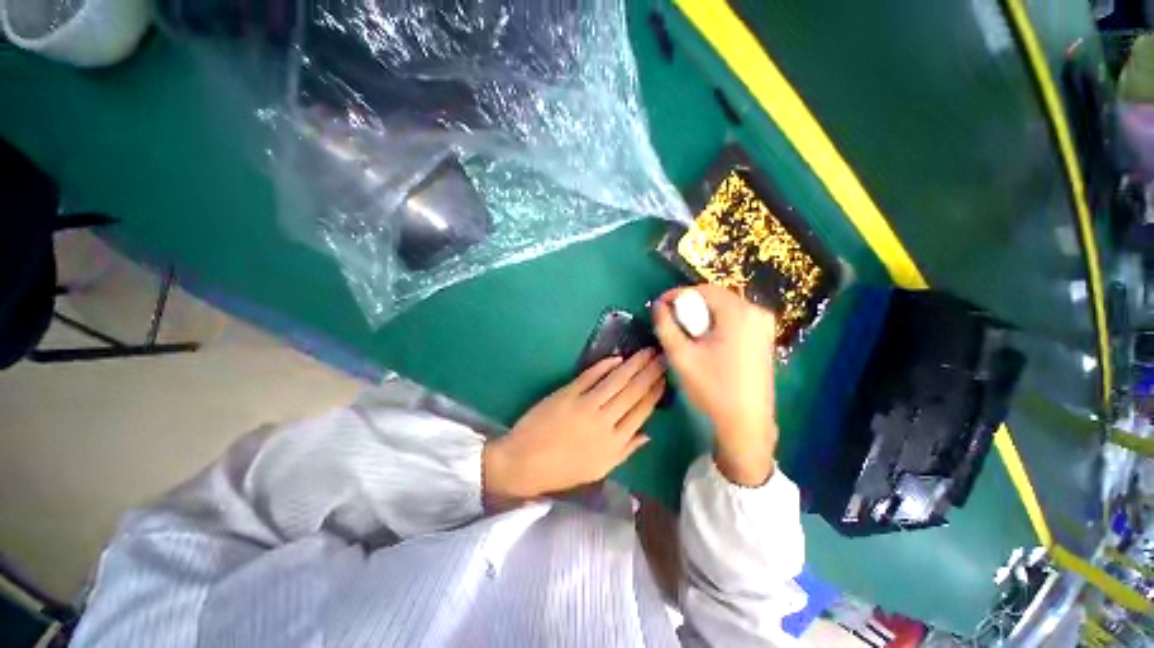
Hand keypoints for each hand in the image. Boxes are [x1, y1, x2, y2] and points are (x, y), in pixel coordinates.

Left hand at [483, 351, 665, 505]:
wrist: (524, 463)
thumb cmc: (562, 470)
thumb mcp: (598, 469)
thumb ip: (625, 450)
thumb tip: (648, 434)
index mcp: (614, 444)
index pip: (641, 412)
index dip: (655, 393)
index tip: (665, 378)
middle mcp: (604, 422)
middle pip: (633, 392)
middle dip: (650, 372)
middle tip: (662, 355)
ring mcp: (585, 405)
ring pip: (616, 381)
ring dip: (633, 364)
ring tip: (647, 351)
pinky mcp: (568, 393)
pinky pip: (590, 376)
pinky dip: (604, 365)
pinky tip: (617, 357)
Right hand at [653, 285, 777, 486]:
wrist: (746, 422)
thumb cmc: (712, 387)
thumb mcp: (680, 355)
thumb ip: (665, 325)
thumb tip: (658, 305)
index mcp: (739, 313)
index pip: (703, 290)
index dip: (677, 295)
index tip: (659, 306)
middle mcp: (757, 312)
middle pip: (715, 297)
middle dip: (689, 306)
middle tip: (671, 321)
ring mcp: (764, 325)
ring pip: (724, 308)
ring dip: (702, 315)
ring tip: (686, 333)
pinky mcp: (765, 337)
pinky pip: (735, 319)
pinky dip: (716, 324)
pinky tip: (706, 342)